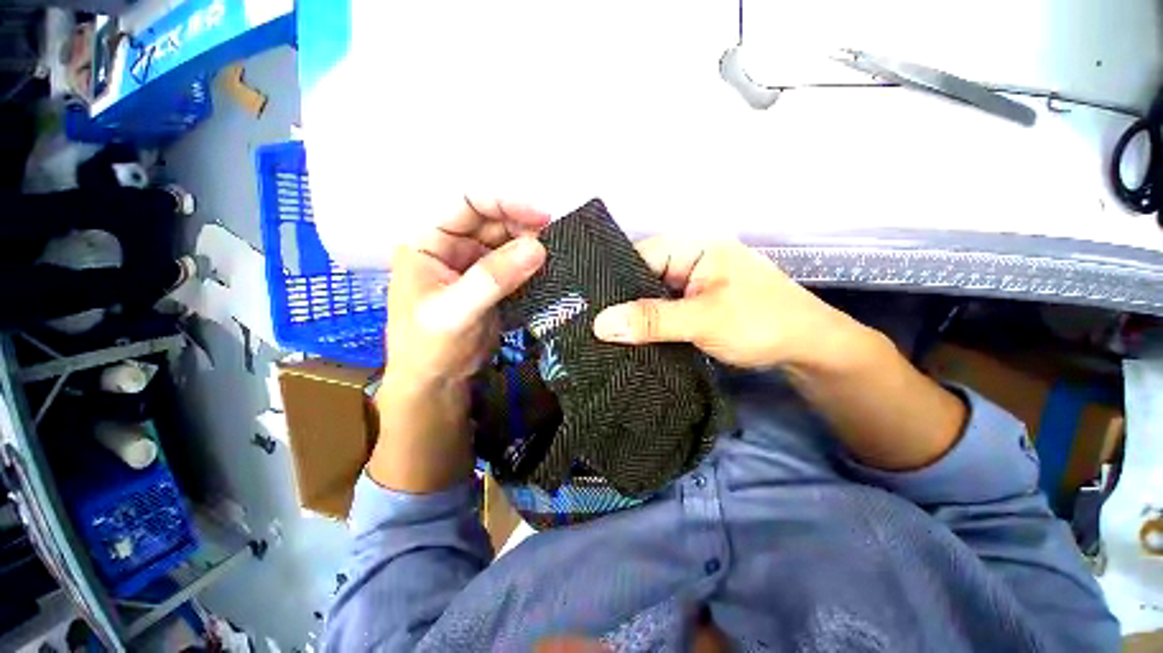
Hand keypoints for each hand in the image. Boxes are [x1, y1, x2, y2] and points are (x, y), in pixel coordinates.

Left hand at [385, 198, 548, 386]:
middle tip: (553, 240)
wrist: (436, 382)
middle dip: (523, 226)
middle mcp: (451, 246)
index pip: (467, 204)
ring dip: (530, 246)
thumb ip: (493, 278)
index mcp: (429, 241)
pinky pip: (514, 265)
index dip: (504, 203)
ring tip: (555, 255)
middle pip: (492, 221)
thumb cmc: (429, 346)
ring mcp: (473, 265)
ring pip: (506, 242)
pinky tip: (548, 270)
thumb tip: (537, 247)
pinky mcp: (491, 284)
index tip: (541, 217)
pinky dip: (531, 265)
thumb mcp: (456, 311)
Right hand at [591, 237, 868, 371]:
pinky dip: (647, 325)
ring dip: (632, 315)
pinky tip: (627, 340)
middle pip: (642, 276)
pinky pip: (661, 312)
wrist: (807, 350)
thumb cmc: (762, 323)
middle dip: (619, 300)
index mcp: (694, 248)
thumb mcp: (704, 319)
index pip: (640, 254)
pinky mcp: (692, 307)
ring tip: (599, 334)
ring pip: (650, 296)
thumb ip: (653, 320)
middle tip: (587, 323)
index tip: (585, 303)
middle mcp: (688, 261)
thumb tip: (601, 324)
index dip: (613, 277)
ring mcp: (690, 285)